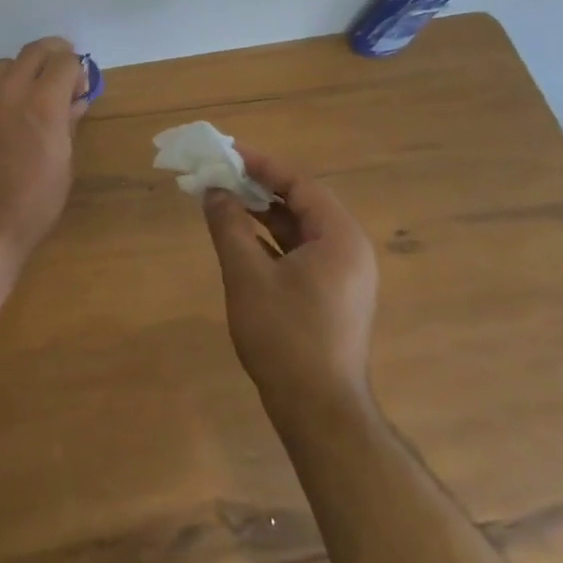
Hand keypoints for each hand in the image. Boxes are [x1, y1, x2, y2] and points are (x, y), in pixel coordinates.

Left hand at [0, 38, 89, 267]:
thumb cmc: (34, 204)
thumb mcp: (63, 164)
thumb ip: (68, 124)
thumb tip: (74, 101)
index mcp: (44, 104)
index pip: (64, 61)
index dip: (76, 69)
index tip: (80, 87)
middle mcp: (11, 92)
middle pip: (33, 51)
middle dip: (53, 55)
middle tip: (62, 72)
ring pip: (4, 64)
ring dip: (23, 69)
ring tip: (32, 93)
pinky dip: (1, 90)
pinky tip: (7, 115)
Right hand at [202, 146, 379, 420]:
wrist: (320, 412)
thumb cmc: (285, 337)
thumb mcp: (247, 275)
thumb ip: (228, 226)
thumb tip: (214, 191)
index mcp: (339, 238)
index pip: (299, 183)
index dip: (260, 164)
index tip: (227, 151)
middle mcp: (349, 250)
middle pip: (302, 203)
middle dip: (259, 186)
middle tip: (221, 173)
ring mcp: (344, 276)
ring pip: (300, 229)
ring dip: (263, 213)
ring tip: (224, 200)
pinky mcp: (333, 297)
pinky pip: (301, 252)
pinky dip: (271, 239)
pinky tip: (241, 238)